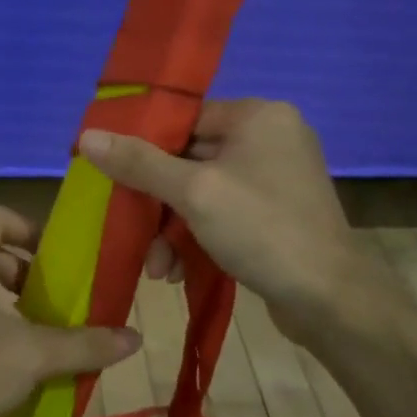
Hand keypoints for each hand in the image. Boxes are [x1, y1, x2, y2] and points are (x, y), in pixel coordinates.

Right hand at [77, 100, 379, 345]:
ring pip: (202, 193)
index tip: (114, 177)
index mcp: (258, 117)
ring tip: (158, 269)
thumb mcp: (193, 193)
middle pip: (190, 159)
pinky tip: (179, 270)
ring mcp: (274, 180)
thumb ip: (139, 163)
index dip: (144, 148)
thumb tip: (87, 136)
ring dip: (173, 229)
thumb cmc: (262, 230)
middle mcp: (269, 139)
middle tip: (134, 235)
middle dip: (158, 204)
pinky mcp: (275, 215)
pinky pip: (222, 214)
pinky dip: (197, 238)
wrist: (329, 299)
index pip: (185, 120)